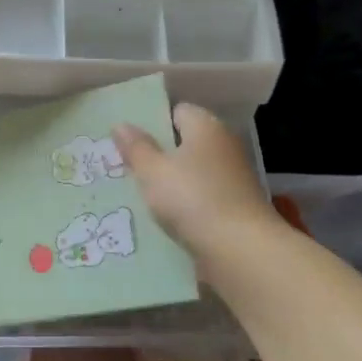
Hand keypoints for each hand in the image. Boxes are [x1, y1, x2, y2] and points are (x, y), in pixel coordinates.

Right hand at [113, 104, 284, 274]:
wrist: (240, 250)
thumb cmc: (191, 198)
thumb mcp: (152, 171)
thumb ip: (136, 147)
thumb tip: (121, 124)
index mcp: (206, 127)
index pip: (177, 111)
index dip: (152, 121)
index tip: (128, 139)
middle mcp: (223, 146)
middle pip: (185, 143)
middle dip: (158, 154)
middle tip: (125, 166)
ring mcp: (232, 178)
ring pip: (192, 173)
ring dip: (170, 182)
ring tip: (137, 194)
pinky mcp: (234, 207)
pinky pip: (200, 198)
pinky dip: (184, 204)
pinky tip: (161, 218)